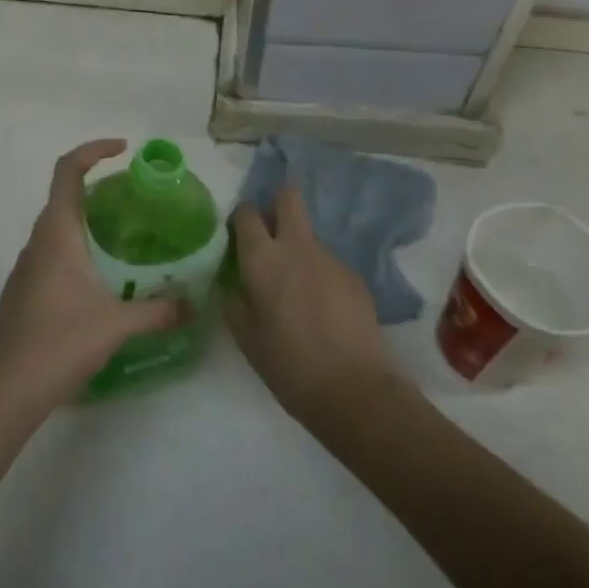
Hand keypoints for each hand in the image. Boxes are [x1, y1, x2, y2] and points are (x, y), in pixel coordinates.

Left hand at [0, 139, 183, 414]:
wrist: (10, 387)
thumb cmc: (62, 342)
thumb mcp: (117, 324)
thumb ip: (158, 311)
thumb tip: (193, 306)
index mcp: (57, 233)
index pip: (67, 170)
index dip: (94, 150)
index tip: (123, 150)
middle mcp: (37, 241)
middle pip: (63, 196)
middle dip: (97, 189)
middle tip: (134, 201)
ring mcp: (25, 266)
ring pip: (56, 228)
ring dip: (85, 223)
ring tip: (122, 242)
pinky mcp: (21, 290)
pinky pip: (50, 253)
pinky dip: (74, 250)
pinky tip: (96, 281)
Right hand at [225, 186, 395, 426]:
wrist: (353, 390)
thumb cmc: (288, 365)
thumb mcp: (245, 336)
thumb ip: (234, 299)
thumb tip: (234, 281)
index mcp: (263, 258)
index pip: (247, 212)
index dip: (241, 218)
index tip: (239, 236)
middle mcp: (297, 247)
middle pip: (289, 198)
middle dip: (277, 205)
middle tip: (271, 234)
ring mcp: (330, 258)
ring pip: (309, 236)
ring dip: (299, 250)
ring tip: (298, 292)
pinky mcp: (354, 276)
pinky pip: (328, 264)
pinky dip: (320, 276)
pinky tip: (323, 310)